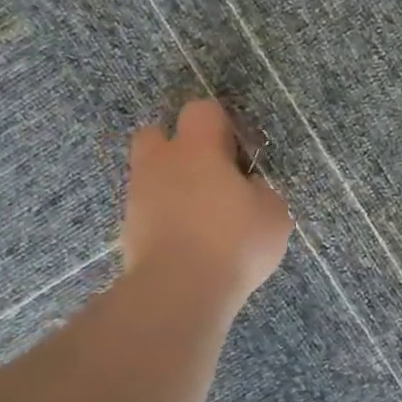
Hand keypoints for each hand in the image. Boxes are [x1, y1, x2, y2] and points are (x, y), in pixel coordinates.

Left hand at [121, 100, 291, 316]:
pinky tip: (188, 241)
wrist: (179, 291)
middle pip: (157, 134)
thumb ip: (262, 191)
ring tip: (201, 215)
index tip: (238, 151)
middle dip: (179, 147)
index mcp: (197, 148)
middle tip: (208, 174)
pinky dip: (163, 218)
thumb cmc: (234, 241)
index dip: (222, 124)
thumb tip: (249, 188)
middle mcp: (161, 163)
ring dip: (170, 185)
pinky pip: (147, 211)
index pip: (202, 110)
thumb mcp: (273, 213)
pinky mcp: (128, 230)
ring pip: (149, 175)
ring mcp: (138, 197)